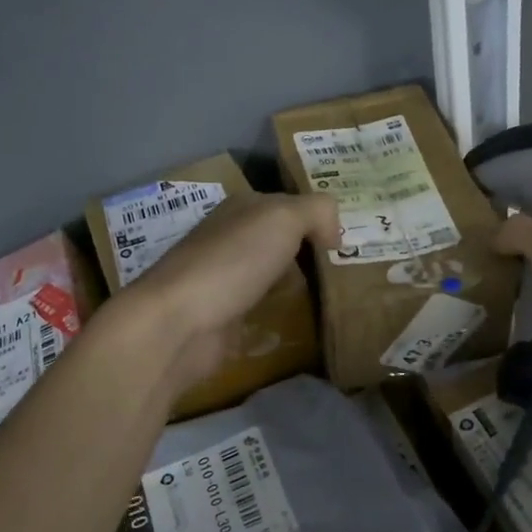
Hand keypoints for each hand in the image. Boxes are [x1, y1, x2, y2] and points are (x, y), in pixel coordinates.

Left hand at [118, 192, 339, 391]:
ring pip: (271, 277)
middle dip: (310, 252)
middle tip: (352, 270)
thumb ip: (317, 212)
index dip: (317, 218)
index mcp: (241, 209)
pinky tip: (305, 326)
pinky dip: (280, 318)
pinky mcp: (224, 320)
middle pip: (279, 242)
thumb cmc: (232, 261)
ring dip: (296, 285)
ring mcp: (225, 281)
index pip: (288, 205)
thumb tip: (335, 231)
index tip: (349, 240)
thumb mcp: (283, 218)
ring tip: (336, 299)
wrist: (179, 323)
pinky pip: (261, 314)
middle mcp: (231, 240)